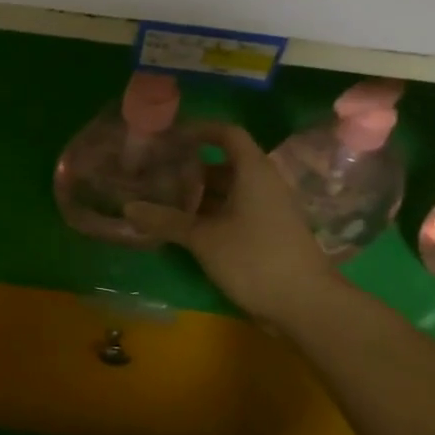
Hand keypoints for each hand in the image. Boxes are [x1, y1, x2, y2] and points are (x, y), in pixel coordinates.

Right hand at [124, 121, 344, 325]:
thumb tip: (127, 207)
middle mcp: (263, 184)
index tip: (169, 137)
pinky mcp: (267, 233)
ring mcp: (267, 210)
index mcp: (253, 172)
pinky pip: (234, 211)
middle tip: (156, 172)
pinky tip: (184, 227)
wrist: (307, 305)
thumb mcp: (204, 238)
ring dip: (198, 194)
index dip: (199, 130)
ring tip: (163, 200)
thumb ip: (166, 220)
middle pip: (224, 164)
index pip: (227, 134)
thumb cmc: (255, 258)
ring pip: (228, 190)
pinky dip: (209, 213)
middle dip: (190, 167)